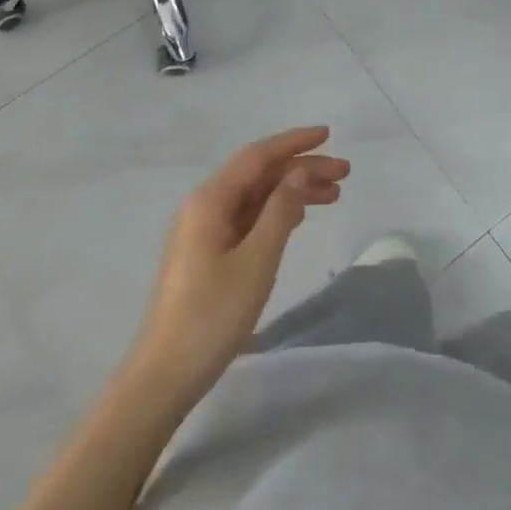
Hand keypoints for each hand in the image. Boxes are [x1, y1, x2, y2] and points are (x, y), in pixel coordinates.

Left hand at [131, 126, 349, 397]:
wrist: (166, 373)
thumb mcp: (257, 260)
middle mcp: (205, 205)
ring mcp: (204, 230)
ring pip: (256, 196)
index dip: (294, 142)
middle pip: (259, 174)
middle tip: (344, 174)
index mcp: (211, 200)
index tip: (329, 136)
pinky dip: (277, 212)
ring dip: (293, 191)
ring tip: (333, 195)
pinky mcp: (208, 253)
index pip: (258, 156)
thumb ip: (281, 211)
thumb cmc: (212, 314)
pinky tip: (300, 217)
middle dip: (301, 168)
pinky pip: (248, 217)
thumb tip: (299, 172)